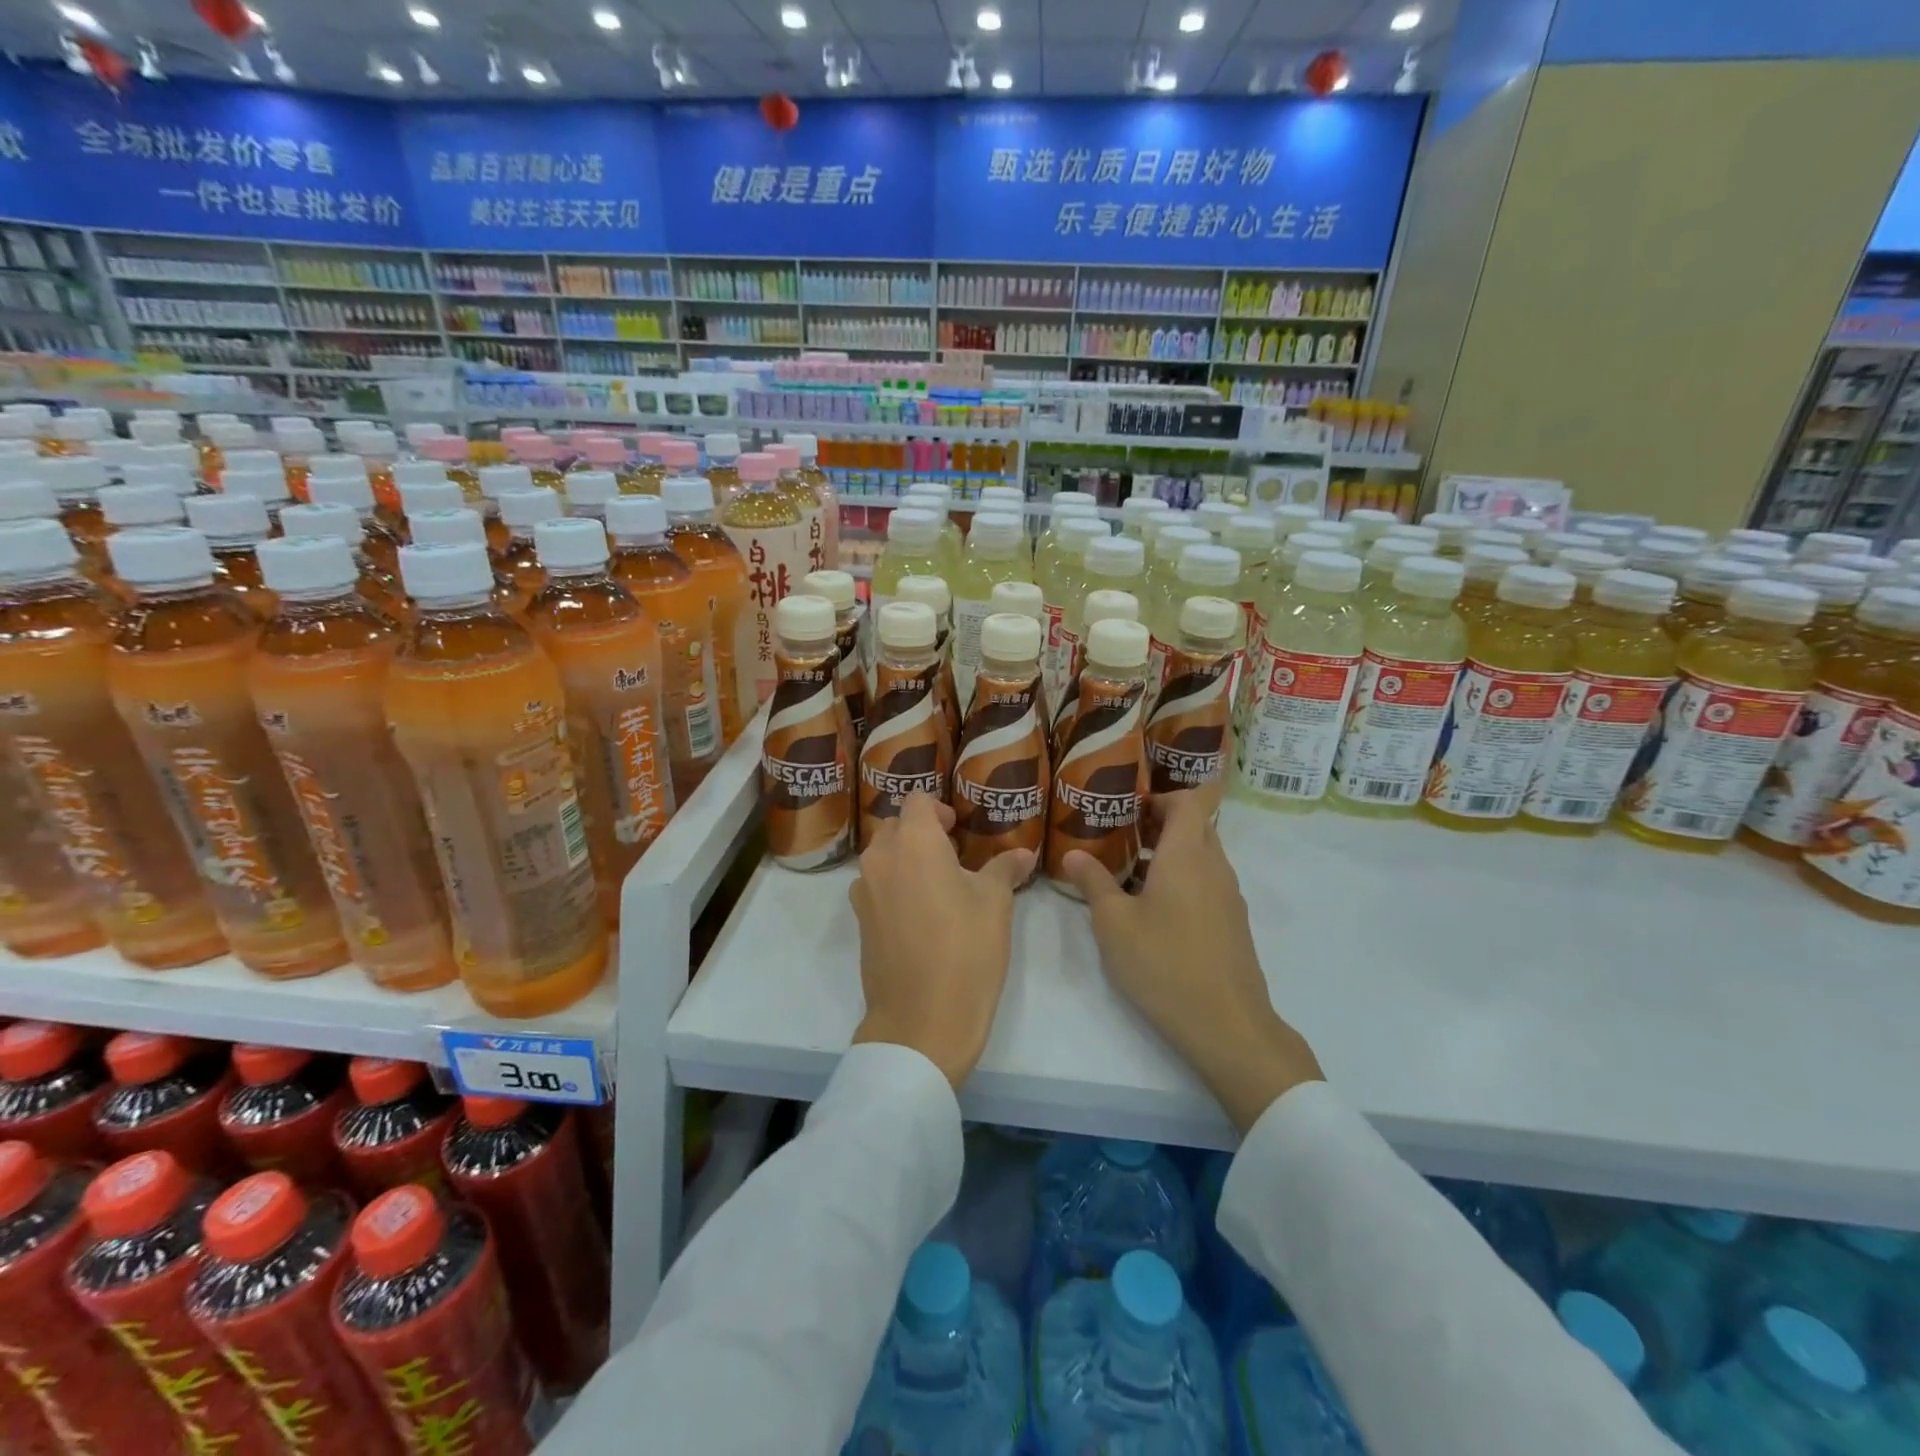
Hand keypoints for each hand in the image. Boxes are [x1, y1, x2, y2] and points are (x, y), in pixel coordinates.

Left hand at [849, 793, 1033, 1088]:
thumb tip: (1023, 853)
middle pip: (896, 826)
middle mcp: (881, 858)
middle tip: (955, 855)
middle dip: (922, 832)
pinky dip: (895, 885)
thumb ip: (1005, 868)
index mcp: (913, 842)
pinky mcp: (860, 921)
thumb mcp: (996, 904)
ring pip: (883, 856)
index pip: (918, 801)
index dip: (940, 809)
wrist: (921, 1020)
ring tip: (940, 885)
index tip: (960, 829)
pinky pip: (876, 886)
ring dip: (907, 859)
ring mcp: (864, 891)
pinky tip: (921, 913)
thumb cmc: (966, 951)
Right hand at [1064, 789, 1322, 1131]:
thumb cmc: (1163, 963)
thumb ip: (1093, 882)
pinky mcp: (1233, 923)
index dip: (1160, 796)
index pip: (1189, 800)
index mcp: (1187, 855)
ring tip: (1128, 874)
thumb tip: (1073, 854)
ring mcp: (1229, 896)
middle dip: (1159, 824)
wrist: (1227, 1024)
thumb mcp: (1113, 923)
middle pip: (1195, 826)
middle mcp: (1215, 866)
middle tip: (1120, 837)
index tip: (1128, 808)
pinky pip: (1207, 882)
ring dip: (1169, 854)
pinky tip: (1153, 911)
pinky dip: (1182, 880)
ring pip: (1201, 856)